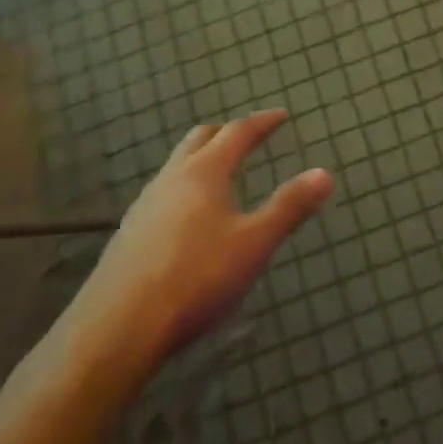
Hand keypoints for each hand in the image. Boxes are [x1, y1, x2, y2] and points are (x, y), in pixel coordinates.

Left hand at [50, 111, 332, 381]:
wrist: (118, 327)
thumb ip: (290, 207)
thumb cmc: (196, 277)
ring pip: (177, 166)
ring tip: (222, 174)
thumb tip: (324, 174)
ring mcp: (145, 205)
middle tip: (249, 137)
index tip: (281, 116)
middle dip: (227, 133)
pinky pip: (163, 193)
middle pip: (200, 139)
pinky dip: (185, 188)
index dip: (262, 122)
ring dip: (202, 159)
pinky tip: (190, 218)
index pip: (237, 133)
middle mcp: (171, 178)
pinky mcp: (129, 233)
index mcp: (204, 172)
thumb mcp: (255, 243)